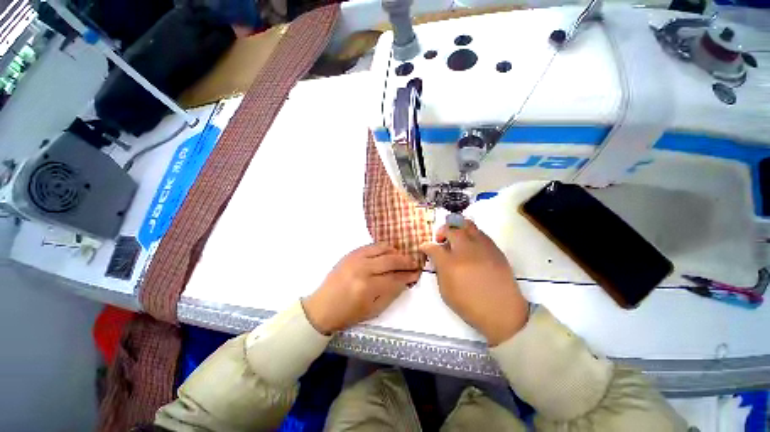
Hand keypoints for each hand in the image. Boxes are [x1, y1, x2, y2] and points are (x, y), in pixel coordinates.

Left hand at [302, 243, 420, 333]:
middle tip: (414, 263)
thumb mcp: (373, 310)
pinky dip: (383, 248)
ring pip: (382, 248)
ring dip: (395, 252)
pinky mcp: (351, 253)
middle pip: (391, 260)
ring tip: (402, 257)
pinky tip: (388, 252)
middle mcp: (363, 269)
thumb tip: (405, 281)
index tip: (417, 273)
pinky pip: (371, 245)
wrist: (323, 306)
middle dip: (406, 261)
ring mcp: (356, 258)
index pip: (395, 278)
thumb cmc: (348, 313)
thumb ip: (391, 294)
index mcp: (368, 287)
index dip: (408, 276)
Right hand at [420, 221, 528, 344]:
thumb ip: (439, 271)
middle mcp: (465, 250)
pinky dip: (471, 235)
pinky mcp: (495, 248)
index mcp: (450, 263)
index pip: (433, 247)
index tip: (425, 248)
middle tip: (441, 240)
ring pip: (467, 225)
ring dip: (457, 229)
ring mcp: (482, 247)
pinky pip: (480, 233)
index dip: (426, 246)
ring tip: (456, 238)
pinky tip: (470, 246)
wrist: (503, 311)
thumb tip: (437, 258)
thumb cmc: (470, 305)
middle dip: (442, 231)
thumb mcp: (446, 291)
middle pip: (451, 229)